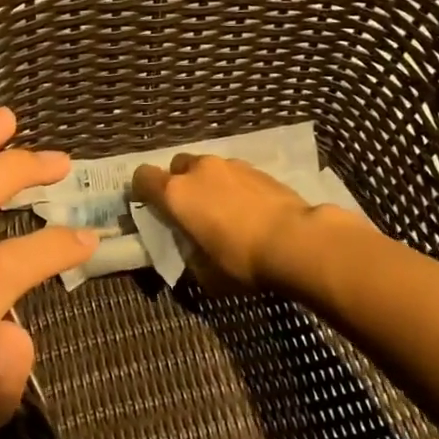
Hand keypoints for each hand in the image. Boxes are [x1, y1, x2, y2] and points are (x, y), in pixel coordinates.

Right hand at [131, 153, 313, 290]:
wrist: (296, 241)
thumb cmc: (241, 261)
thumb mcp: (205, 272)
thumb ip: (188, 254)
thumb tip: (190, 250)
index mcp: (176, 194)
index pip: (142, 177)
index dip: (142, 190)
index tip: (150, 207)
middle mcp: (198, 171)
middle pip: (176, 166)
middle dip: (179, 183)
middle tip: (191, 210)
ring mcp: (230, 165)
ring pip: (207, 168)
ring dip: (208, 184)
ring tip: (223, 210)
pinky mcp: (257, 169)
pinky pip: (234, 173)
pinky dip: (234, 187)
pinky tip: (249, 210)